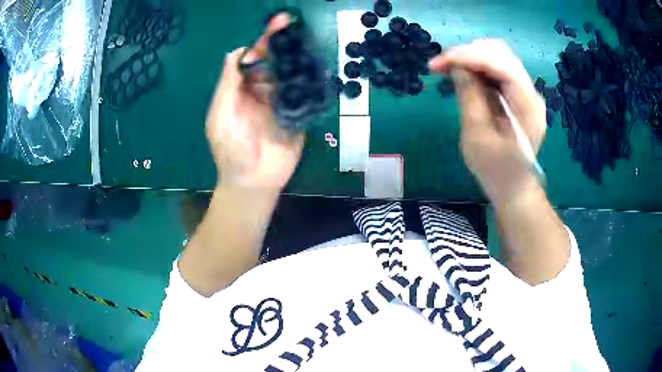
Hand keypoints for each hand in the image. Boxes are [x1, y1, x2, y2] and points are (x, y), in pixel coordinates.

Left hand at [206, 15, 303, 189]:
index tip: (275, 25)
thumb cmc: (230, 149)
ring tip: (306, 43)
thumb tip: (236, 51)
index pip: (252, 60)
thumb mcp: (221, 114)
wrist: (253, 181)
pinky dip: (311, 81)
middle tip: (293, 26)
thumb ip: (227, 84)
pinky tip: (317, 67)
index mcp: (241, 89)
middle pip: (274, 63)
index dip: (262, 42)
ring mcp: (282, 102)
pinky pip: (305, 94)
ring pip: (290, 74)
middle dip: (283, 45)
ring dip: (297, 58)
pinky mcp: (299, 114)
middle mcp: (262, 91)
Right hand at [430, 39, 546, 203]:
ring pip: (498, 57)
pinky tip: (462, 73)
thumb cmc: (496, 170)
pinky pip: (496, 69)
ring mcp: (525, 92)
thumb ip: (469, 97)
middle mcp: (531, 93)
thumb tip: (456, 66)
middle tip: (441, 64)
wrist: (513, 186)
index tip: (439, 62)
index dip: (469, 57)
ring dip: (470, 57)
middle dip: (468, 53)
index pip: (501, 66)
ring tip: (448, 67)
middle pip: (501, 55)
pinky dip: (476, 66)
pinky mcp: (517, 94)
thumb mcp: (478, 138)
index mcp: (528, 107)